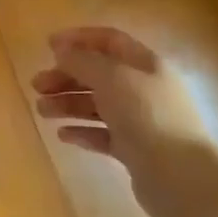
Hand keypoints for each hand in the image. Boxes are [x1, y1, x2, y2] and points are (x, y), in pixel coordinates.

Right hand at [31, 27, 214, 178]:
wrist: (180, 177)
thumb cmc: (146, 116)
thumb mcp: (112, 79)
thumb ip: (83, 61)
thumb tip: (62, 50)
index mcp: (146, 64)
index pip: (110, 40)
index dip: (79, 39)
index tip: (48, 46)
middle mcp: (145, 89)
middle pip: (99, 74)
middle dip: (66, 76)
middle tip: (37, 86)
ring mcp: (141, 121)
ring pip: (98, 105)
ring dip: (68, 103)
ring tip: (42, 112)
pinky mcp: (135, 150)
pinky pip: (103, 134)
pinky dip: (82, 131)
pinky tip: (62, 135)